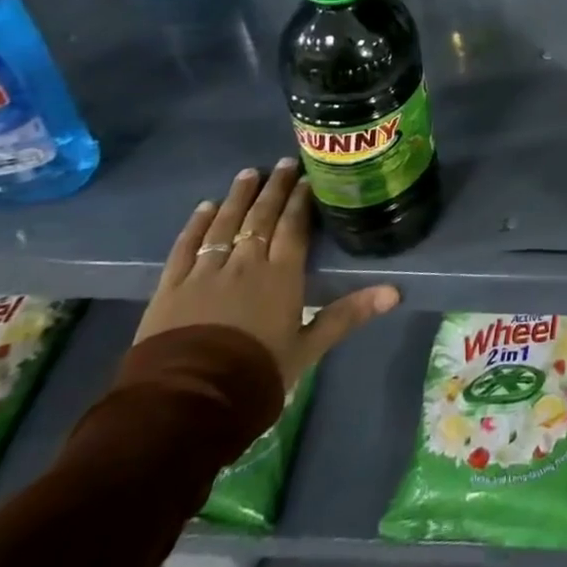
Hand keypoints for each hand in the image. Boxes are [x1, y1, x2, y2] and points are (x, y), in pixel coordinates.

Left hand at [137, 160, 399, 388]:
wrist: (186, 403)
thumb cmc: (255, 375)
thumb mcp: (308, 349)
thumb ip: (347, 315)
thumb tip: (396, 292)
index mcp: (281, 275)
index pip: (293, 227)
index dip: (301, 200)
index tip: (308, 177)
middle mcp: (245, 263)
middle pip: (262, 218)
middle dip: (274, 188)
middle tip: (283, 163)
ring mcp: (205, 272)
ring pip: (225, 224)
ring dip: (238, 197)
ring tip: (248, 174)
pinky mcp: (171, 287)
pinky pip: (185, 247)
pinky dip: (196, 225)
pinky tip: (204, 208)